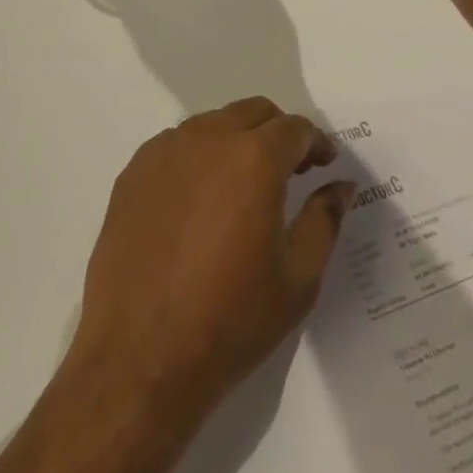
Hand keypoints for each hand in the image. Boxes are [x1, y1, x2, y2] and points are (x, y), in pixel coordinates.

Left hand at [69, 98, 355, 427]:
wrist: (139, 358)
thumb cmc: (230, 320)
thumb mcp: (298, 278)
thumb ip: (324, 220)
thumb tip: (340, 186)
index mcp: (254, 159)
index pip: (295, 129)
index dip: (316, 144)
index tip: (324, 165)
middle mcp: (208, 139)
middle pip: (253, 113)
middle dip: (278, 133)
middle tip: (290, 171)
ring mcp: (164, 153)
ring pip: (213, 124)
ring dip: (237, 141)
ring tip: (243, 186)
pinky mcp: (133, 173)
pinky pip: (176, 146)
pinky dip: (198, 157)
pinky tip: (199, 202)